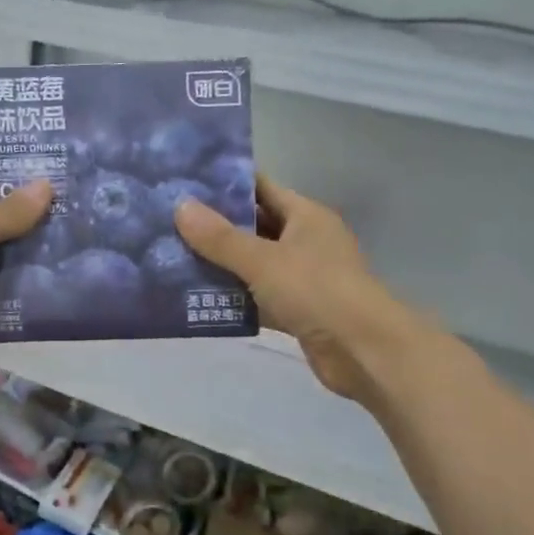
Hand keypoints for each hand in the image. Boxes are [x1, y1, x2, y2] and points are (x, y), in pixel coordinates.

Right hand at [174, 175, 432, 407]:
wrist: (364, 352)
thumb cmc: (317, 291)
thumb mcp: (263, 260)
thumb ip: (220, 237)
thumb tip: (180, 206)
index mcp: (305, 216)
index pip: (261, 188)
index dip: (226, 184)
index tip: (186, 182)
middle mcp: (305, 241)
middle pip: (254, 227)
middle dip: (216, 227)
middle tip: (169, 222)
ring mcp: (303, 278)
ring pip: (254, 265)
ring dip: (221, 265)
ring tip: (173, 258)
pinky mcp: (299, 311)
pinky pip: (258, 298)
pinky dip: (234, 299)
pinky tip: (198, 299)